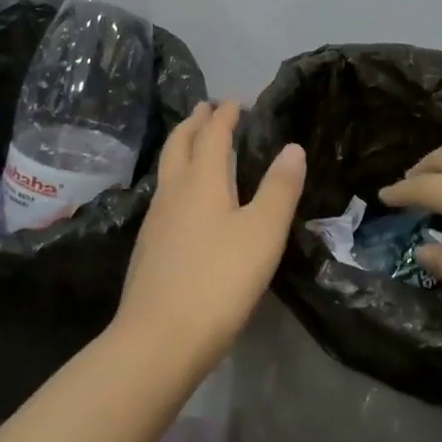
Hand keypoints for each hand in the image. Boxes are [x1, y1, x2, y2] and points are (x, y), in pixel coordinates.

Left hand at [115, 101, 305, 378]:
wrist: (159, 339)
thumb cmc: (219, 280)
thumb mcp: (263, 232)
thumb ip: (280, 188)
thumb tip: (292, 147)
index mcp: (202, 181)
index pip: (212, 135)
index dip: (225, 115)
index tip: (236, 101)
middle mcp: (173, 192)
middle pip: (180, 145)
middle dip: (194, 123)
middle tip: (207, 108)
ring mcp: (156, 221)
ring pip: (168, 170)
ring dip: (182, 149)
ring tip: (196, 146)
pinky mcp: (149, 248)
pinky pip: (165, 196)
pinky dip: (178, 180)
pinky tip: (185, 201)